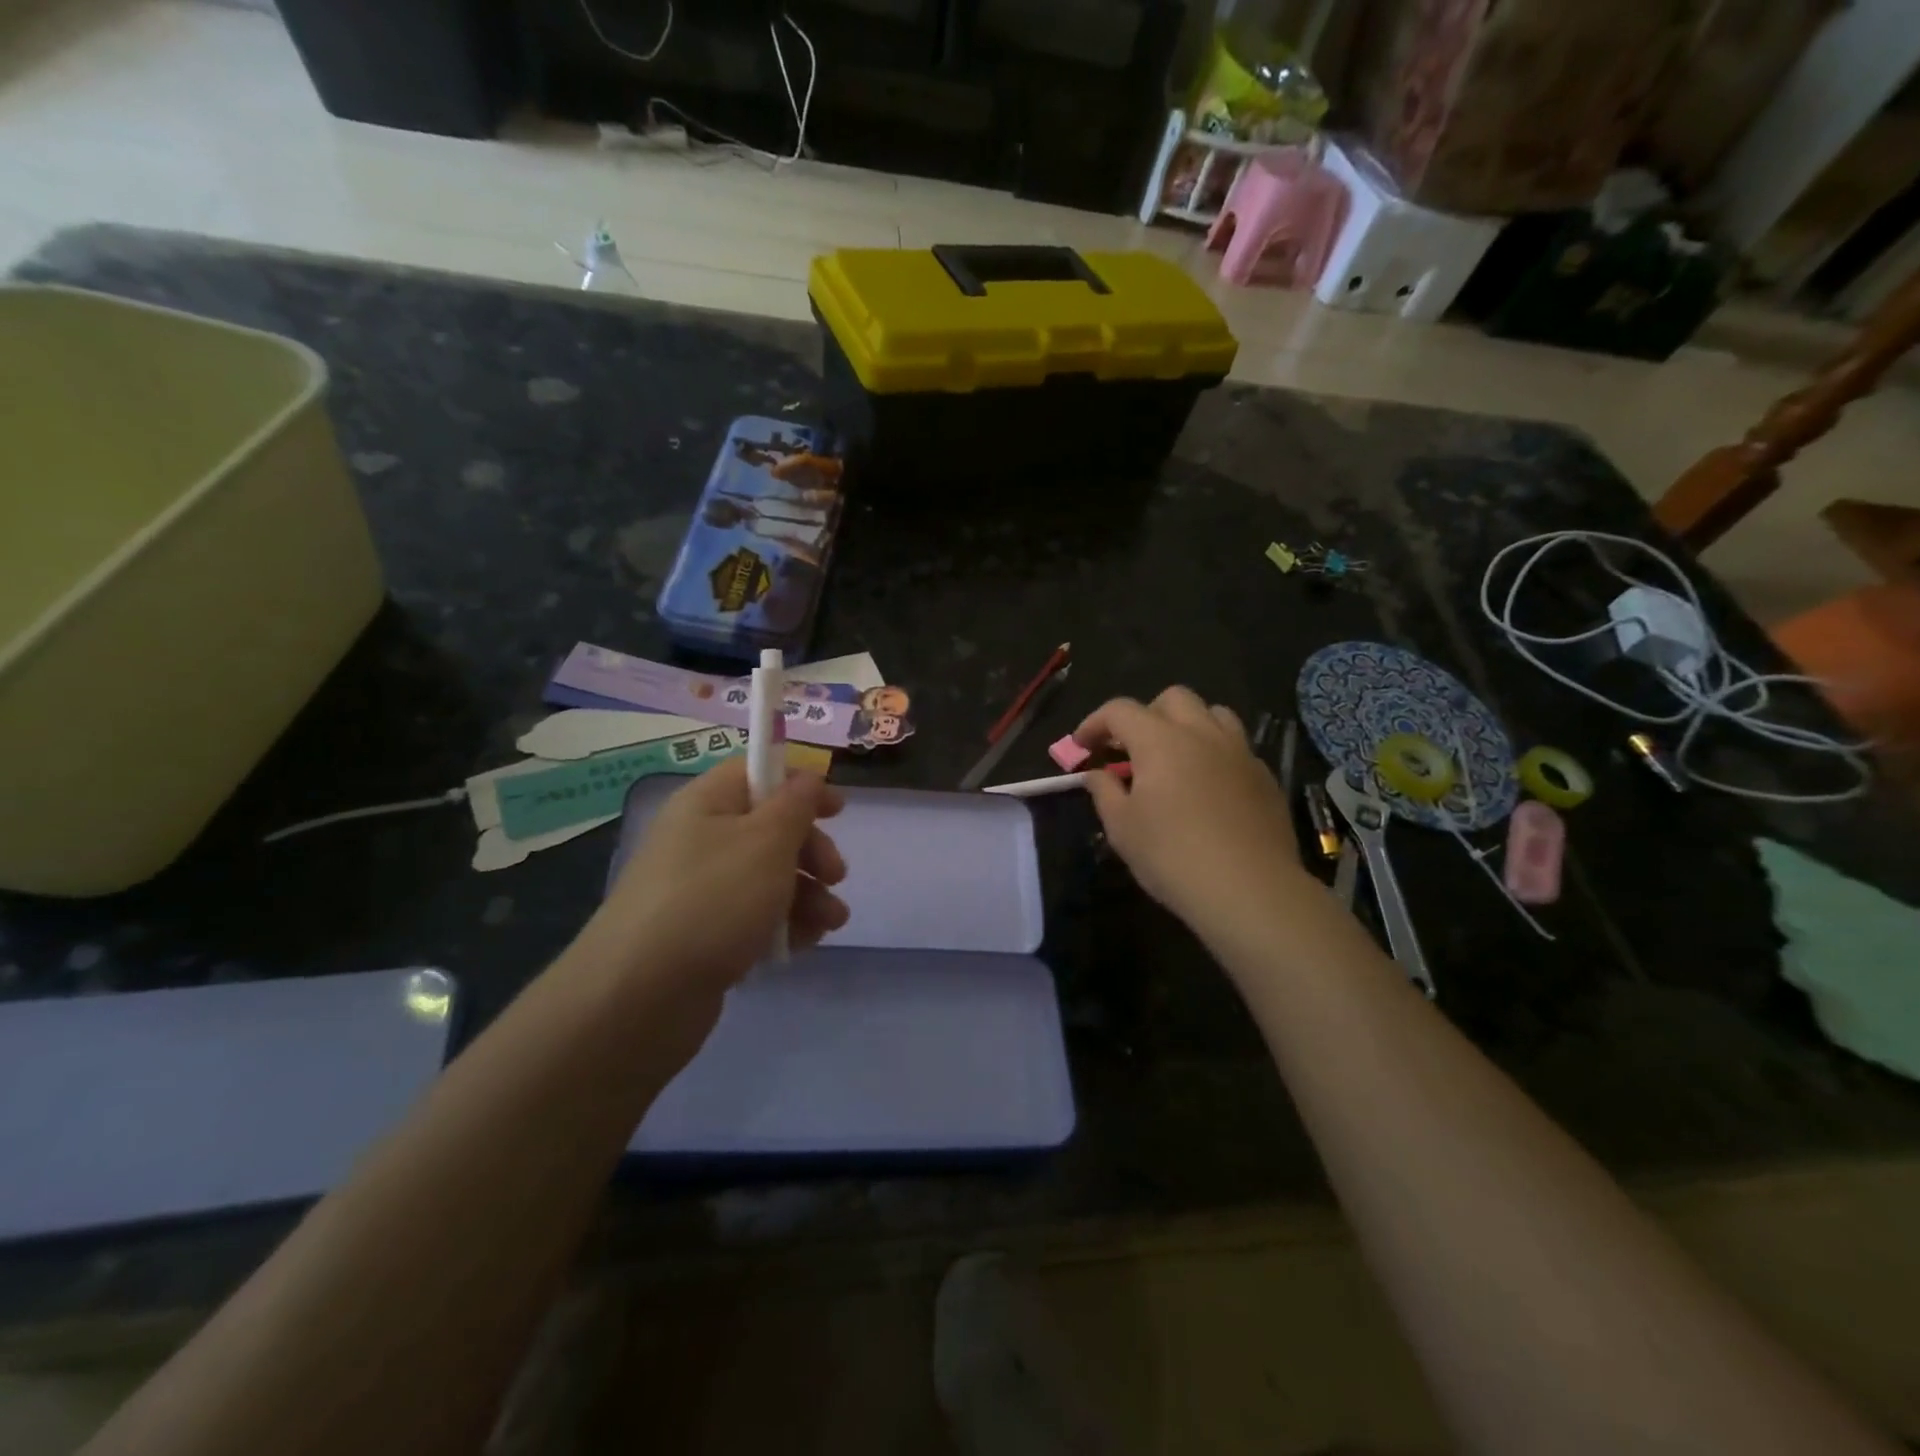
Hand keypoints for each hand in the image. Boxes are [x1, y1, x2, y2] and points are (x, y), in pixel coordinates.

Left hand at [581, 756, 848, 1009]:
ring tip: (831, 921)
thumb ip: (796, 804)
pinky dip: (783, 924)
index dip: (799, 784)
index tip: (837, 810)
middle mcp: (700, 840)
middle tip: (835, 875)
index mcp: (707, 803)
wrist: (641, 996)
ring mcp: (700, 890)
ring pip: (768, 877)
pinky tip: (804, 943)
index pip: (756, 772)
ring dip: (808, 893)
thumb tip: (807, 777)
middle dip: (811, 850)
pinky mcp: (704, 935)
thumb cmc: (713, 900)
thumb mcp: (767, 841)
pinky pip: (754, 917)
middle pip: (769, 828)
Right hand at [1074, 688, 1307, 935]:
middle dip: (1145, 715)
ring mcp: (1239, 752)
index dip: (1095, 723)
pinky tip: (1207, 787)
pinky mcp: (1265, 776)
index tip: (1082, 747)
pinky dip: (1214, 753)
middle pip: (1172, 698)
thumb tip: (1097, 773)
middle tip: (1130, 750)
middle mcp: (1202, 733)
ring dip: (1187, 725)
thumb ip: (1104, 791)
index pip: (1120, 710)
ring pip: (1212, 713)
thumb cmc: (1172, 856)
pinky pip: (1235, 746)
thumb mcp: (1122, 828)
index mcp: (1160, 740)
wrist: (1250, 891)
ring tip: (1174, 758)